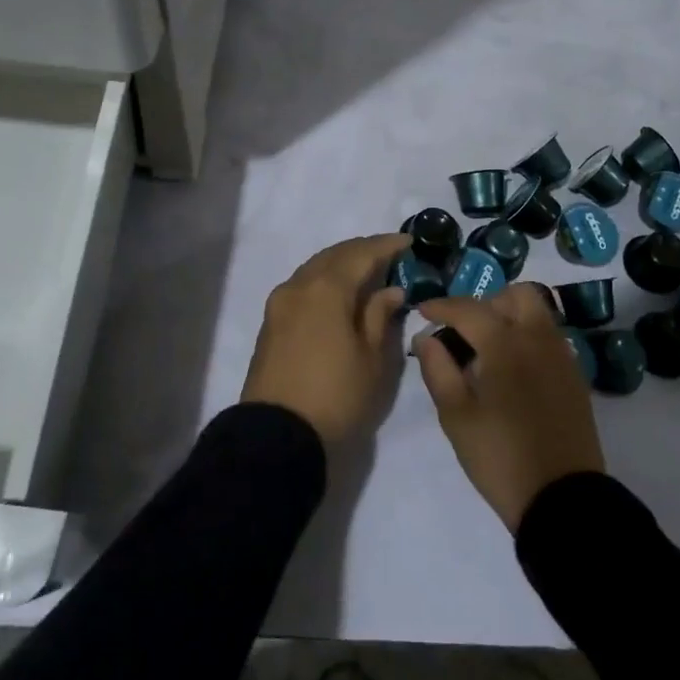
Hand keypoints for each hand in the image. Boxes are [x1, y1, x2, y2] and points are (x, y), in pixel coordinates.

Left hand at [241, 233, 411, 447]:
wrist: (276, 436)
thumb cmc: (336, 396)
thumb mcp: (372, 359)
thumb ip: (380, 316)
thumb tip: (389, 289)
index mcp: (326, 288)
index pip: (361, 253)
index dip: (386, 245)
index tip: (409, 242)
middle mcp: (299, 286)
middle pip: (334, 255)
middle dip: (363, 251)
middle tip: (390, 254)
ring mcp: (280, 303)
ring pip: (315, 269)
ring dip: (341, 264)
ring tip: (367, 271)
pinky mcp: (271, 323)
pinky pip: (303, 286)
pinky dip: (325, 281)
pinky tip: (339, 293)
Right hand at [411, 283, 605, 530]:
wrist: (561, 498)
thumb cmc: (500, 457)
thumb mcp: (456, 417)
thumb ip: (438, 369)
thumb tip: (426, 337)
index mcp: (505, 344)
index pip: (469, 309)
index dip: (441, 306)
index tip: (422, 311)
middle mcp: (538, 338)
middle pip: (515, 295)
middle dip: (486, 303)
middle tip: (464, 329)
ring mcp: (562, 355)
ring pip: (537, 311)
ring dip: (510, 315)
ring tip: (489, 347)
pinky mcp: (575, 375)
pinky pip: (550, 336)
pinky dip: (528, 335)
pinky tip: (514, 367)